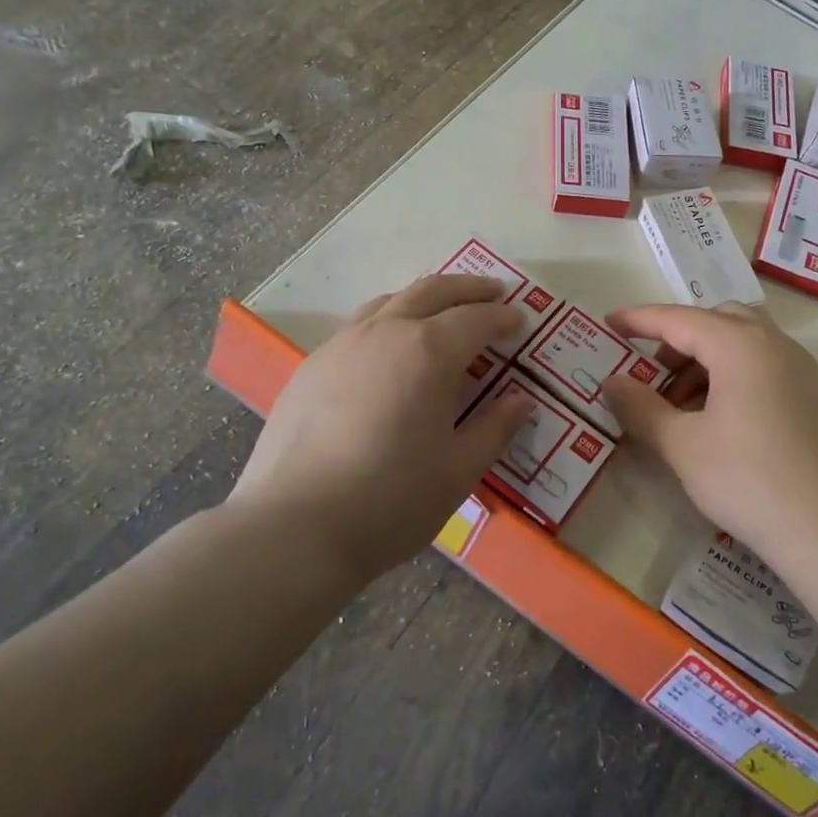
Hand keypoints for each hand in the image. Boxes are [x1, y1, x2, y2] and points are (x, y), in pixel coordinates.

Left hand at [228, 275, 534, 582]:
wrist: (295, 528)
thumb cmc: (391, 500)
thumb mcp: (459, 470)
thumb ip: (495, 428)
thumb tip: (521, 401)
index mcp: (428, 352)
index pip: (476, 319)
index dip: (502, 317)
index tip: (520, 321)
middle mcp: (384, 332)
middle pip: (432, 291)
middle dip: (468, 288)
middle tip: (493, 293)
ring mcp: (341, 345)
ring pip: (389, 302)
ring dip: (425, 299)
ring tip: (443, 312)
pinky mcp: (311, 367)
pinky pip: (359, 327)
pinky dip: (388, 321)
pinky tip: (389, 351)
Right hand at [600, 304, 817, 565]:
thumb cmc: (748, 480)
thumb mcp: (682, 445)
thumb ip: (641, 407)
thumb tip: (611, 382)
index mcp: (741, 345)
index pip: (679, 319)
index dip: (640, 319)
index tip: (610, 322)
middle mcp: (775, 345)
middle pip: (717, 321)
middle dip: (678, 340)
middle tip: (651, 374)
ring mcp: (801, 371)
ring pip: (743, 344)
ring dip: (705, 361)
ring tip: (679, 408)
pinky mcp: (813, 398)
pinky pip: (763, 367)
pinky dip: (731, 377)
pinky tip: (716, 422)